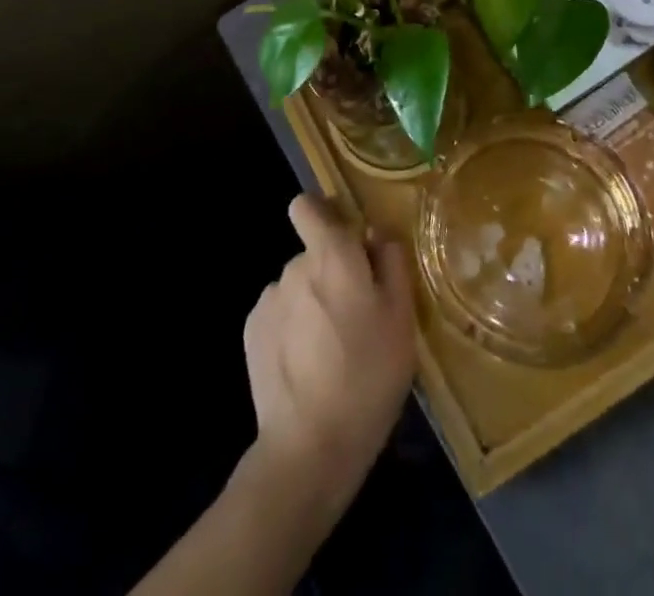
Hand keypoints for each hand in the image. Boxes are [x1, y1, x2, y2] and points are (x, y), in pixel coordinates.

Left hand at [241, 195, 415, 514]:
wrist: (309, 446)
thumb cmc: (368, 375)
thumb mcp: (401, 319)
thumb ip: (391, 264)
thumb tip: (376, 234)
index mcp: (332, 255)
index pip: (307, 206)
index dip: (323, 214)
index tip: (344, 239)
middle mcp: (294, 266)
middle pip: (312, 254)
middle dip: (331, 273)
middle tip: (356, 317)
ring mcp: (269, 300)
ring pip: (297, 287)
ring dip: (312, 303)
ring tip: (332, 350)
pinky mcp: (252, 332)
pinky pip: (280, 315)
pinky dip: (292, 328)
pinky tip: (307, 366)